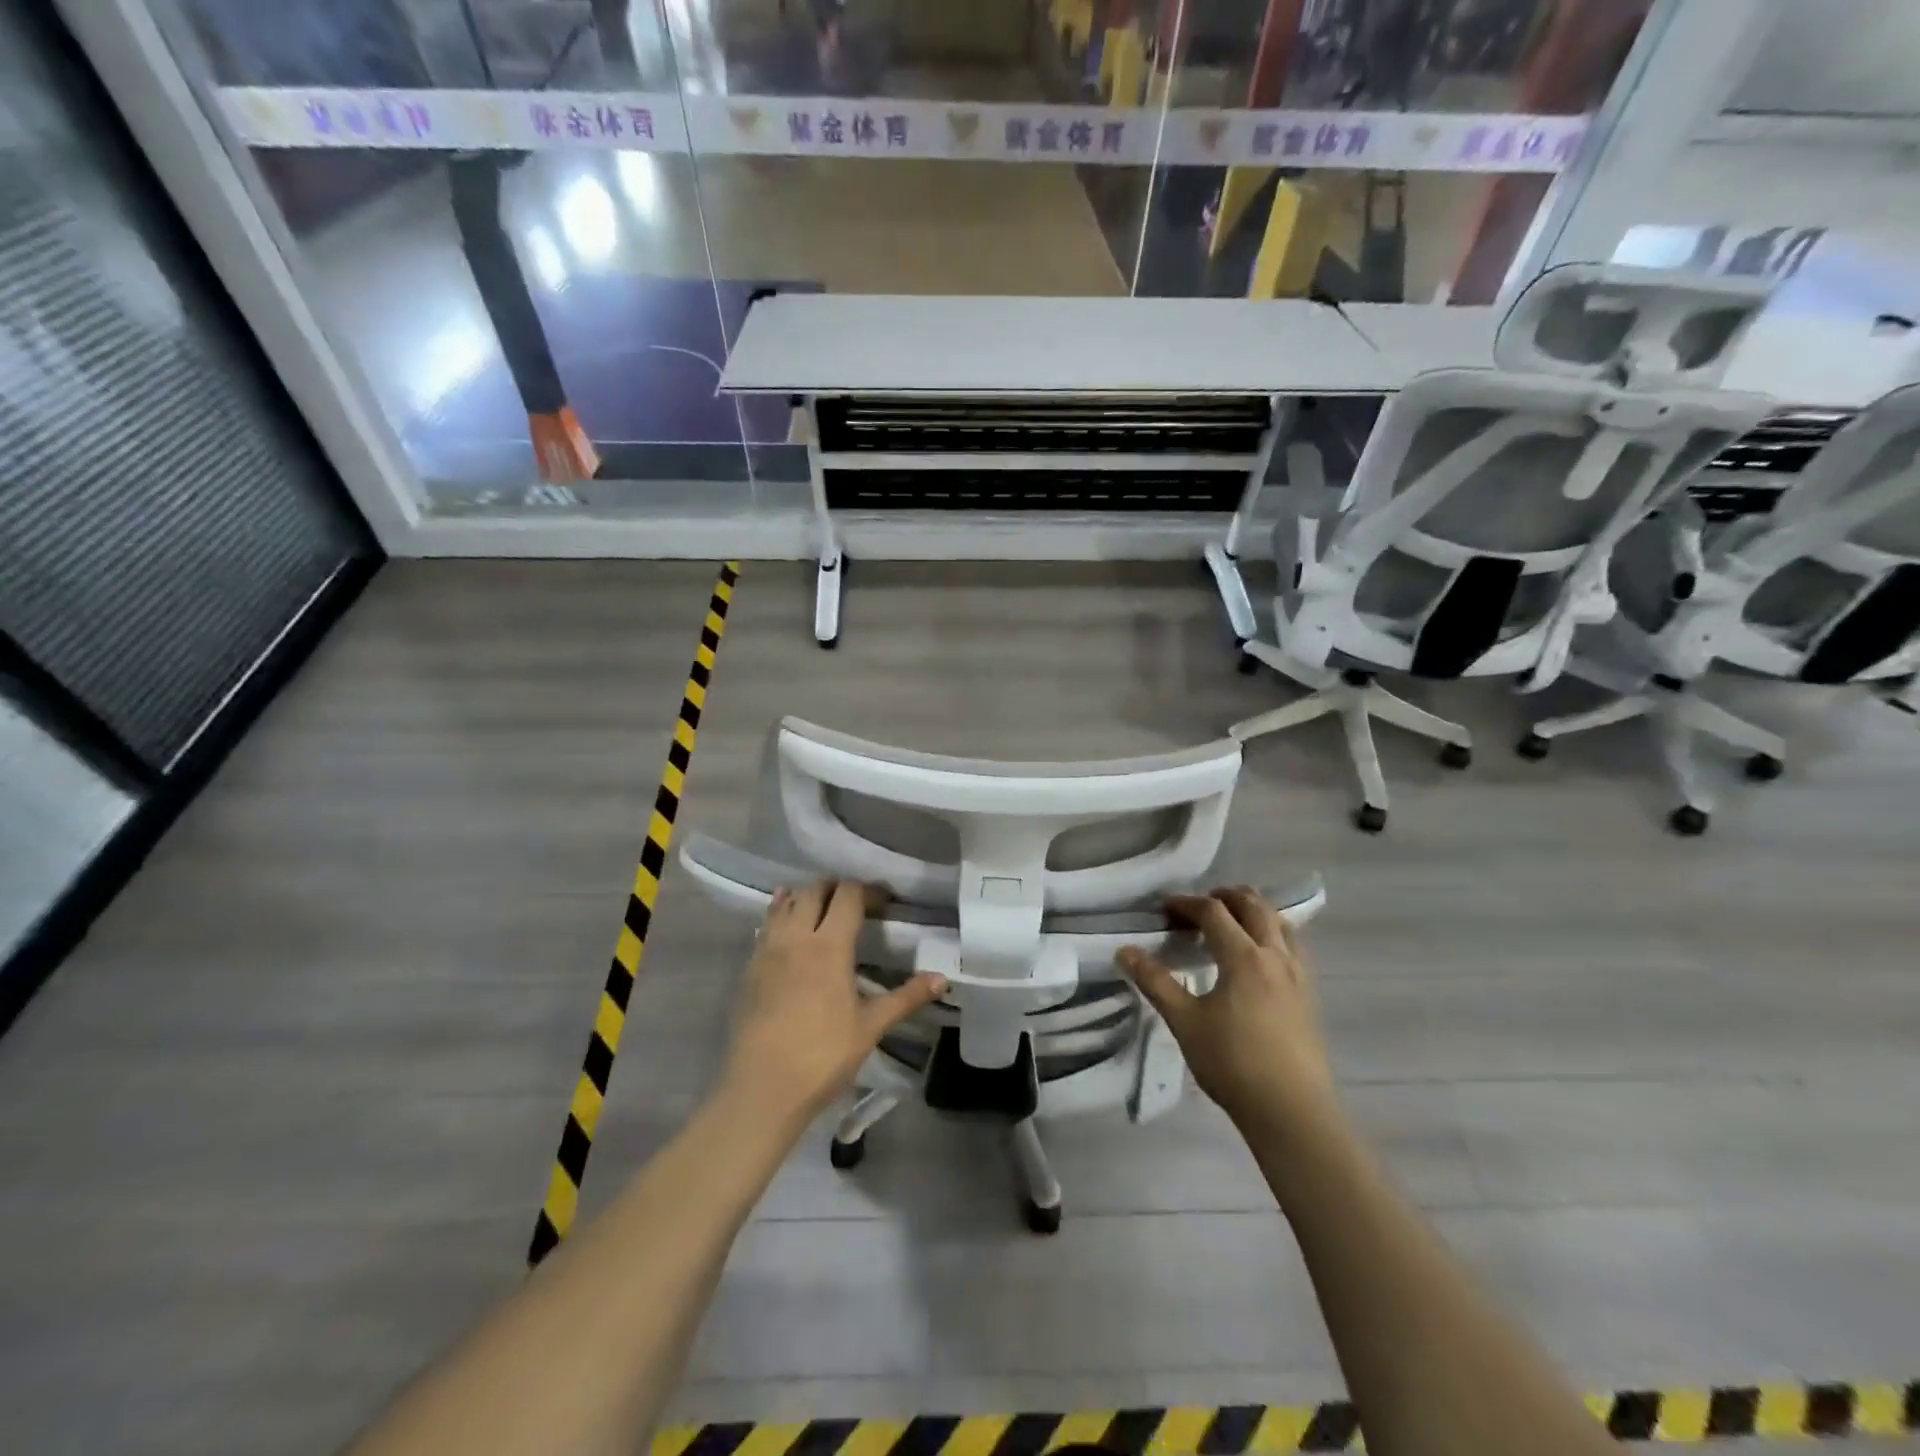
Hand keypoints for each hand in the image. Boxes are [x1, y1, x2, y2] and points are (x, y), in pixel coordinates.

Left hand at [722, 881, 946, 1124]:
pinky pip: (766, 925)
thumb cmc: (823, 1055)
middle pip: (815, 890)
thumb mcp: (871, 1026)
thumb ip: (906, 997)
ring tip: (822, 907)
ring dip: (806, 896)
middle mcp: (797, 937)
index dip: (868, 890)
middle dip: (837, 887)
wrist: (762, 1088)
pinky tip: (787, 924)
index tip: (884, 902)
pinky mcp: (750, 968)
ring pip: (786, 903)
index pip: (848, 896)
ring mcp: (768, 950)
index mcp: (829, 946)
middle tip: (856, 903)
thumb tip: (941, 978)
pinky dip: (779, 913)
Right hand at [1118, 886, 1333, 1133]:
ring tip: (1231, 923)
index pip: (1214, 913)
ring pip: (1280, 923)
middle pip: (1254, 906)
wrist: (1291, 1112)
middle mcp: (1275, 956)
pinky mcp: (1309, 996)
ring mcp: (1298, 975)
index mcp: (1244, 957)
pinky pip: (1293, 947)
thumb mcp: (1185, 1022)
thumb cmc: (1233, 1064)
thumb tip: (1125, 951)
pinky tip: (1259, 957)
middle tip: (1199, 905)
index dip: (1187, 903)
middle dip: (1225, 897)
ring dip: (1253, 912)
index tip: (1164, 908)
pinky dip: (1272, 934)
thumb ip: (1155, 982)